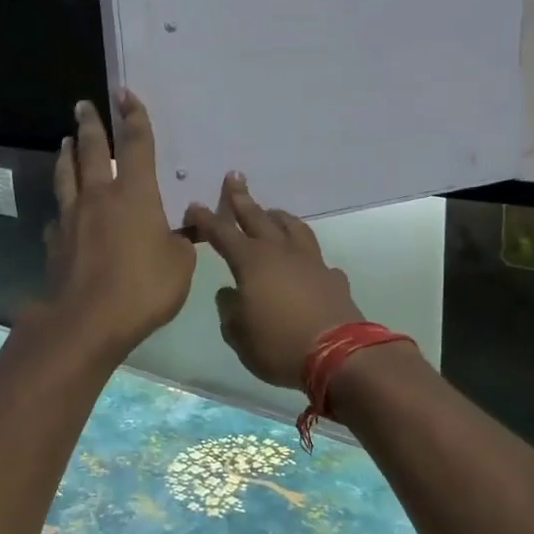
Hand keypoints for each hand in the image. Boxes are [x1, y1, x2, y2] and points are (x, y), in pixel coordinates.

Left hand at [41, 90, 195, 360]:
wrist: (88, 320)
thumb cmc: (143, 287)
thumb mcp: (180, 264)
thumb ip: (180, 242)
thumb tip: (179, 231)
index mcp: (135, 195)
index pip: (136, 145)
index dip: (134, 117)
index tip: (125, 94)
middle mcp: (100, 197)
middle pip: (92, 151)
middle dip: (90, 125)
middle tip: (83, 105)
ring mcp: (73, 219)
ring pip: (67, 176)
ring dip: (67, 155)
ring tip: (65, 141)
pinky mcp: (56, 243)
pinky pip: (59, 216)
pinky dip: (63, 207)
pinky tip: (62, 212)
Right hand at [186, 174, 363, 389]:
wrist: (339, 355)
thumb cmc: (279, 344)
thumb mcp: (239, 335)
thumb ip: (230, 310)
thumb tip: (230, 294)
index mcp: (252, 262)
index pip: (223, 233)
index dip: (206, 219)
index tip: (194, 206)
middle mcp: (281, 253)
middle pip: (258, 218)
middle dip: (242, 199)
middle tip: (234, 178)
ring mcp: (311, 262)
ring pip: (292, 228)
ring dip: (278, 217)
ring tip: (271, 212)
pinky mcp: (333, 278)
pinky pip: (316, 259)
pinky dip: (305, 256)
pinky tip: (305, 263)